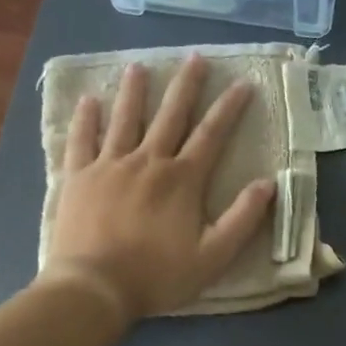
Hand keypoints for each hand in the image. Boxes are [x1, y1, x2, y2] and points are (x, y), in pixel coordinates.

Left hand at [41, 54, 275, 320]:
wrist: (94, 287)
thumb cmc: (158, 275)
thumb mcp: (213, 256)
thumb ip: (243, 219)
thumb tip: (268, 184)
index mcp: (182, 179)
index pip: (211, 135)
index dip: (230, 108)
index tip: (243, 84)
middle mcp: (148, 161)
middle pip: (170, 115)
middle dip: (186, 85)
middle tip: (195, 58)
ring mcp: (109, 166)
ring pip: (124, 119)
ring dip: (133, 91)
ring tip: (138, 67)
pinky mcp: (78, 177)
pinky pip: (82, 140)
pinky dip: (86, 119)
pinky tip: (89, 101)